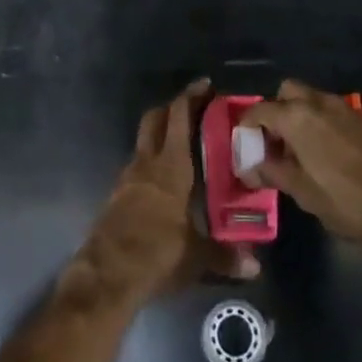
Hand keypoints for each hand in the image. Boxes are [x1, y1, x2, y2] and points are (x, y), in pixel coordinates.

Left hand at [65, 80, 259, 308]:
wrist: (106, 275)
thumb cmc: (157, 254)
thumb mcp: (196, 257)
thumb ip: (226, 256)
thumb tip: (255, 265)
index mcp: (170, 166)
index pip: (178, 117)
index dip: (191, 97)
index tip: (206, 86)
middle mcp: (146, 163)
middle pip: (155, 119)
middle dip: (172, 108)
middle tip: (194, 110)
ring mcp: (127, 178)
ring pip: (144, 143)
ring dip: (161, 137)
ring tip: (185, 149)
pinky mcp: (116, 196)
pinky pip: (137, 168)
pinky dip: (152, 164)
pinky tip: (166, 183)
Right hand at [239, 81, 361, 251]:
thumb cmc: (346, 201)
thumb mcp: (302, 192)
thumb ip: (273, 173)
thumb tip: (249, 168)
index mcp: (297, 117)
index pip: (260, 110)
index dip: (247, 126)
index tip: (244, 144)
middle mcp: (317, 103)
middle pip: (286, 92)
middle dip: (275, 110)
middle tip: (273, 142)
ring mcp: (342, 108)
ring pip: (309, 99)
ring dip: (297, 115)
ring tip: (296, 151)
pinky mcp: (360, 120)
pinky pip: (327, 110)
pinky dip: (317, 122)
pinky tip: (321, 153)